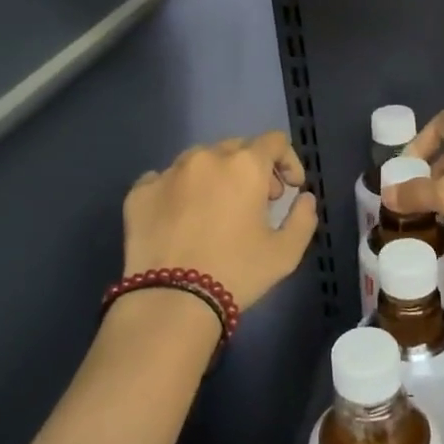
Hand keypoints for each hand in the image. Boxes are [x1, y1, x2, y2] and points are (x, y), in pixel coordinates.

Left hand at [122, 132, 318, 310]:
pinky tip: (180, 218)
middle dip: (253, 169)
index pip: (274, 142)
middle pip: (236, 147)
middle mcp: (206, 158)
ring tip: (216, 209)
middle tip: (257, 202)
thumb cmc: (236, 273)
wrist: (172, 301)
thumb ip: (303, 218)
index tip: (289, 189)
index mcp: (244, 166)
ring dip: (215, 176)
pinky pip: (164, 180)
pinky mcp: (140, 192)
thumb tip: (303, 198)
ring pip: (199, 160)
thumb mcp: (286, 253)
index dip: (288, 161)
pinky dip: (178, 191)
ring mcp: (168, 172)